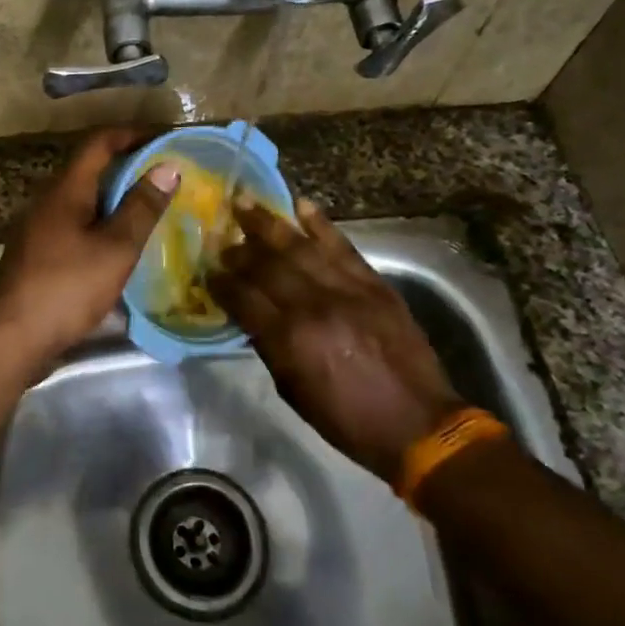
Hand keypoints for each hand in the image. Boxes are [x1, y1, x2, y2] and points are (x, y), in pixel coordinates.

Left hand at [0, 129, 178, 365]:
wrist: (13, 338)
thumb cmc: (67, 288)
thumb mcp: (115, 248)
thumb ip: (142, 207)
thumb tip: (168, 167)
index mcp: (65, 190)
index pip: (99, 143)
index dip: (132, 134)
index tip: (165, 139)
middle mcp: (47, 201)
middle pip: (90, 170)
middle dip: (128, 168)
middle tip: (166, 179)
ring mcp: (38, 229)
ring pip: (82, 201)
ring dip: (115, 200)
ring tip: (150, 211)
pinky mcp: (36, 255)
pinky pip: (74, 226)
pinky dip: (101, 225)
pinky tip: (119, 247)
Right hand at [208, 197, 461, 479]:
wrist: (418, 424)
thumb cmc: (347, 419)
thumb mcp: (293, 391)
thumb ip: (268, 347)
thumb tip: (249, 315)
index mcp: (290, 339)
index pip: (243, 298)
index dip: (221, 282)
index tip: (206, 269)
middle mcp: (314, 306)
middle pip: (267, 266)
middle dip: (239, 249)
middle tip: (221, 236)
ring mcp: (347, 290)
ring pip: (300, 247)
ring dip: (269, 223)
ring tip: (245, 202)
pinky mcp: (374, 284)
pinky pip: (342, 246)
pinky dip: (321, 224)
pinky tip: (300, 204)